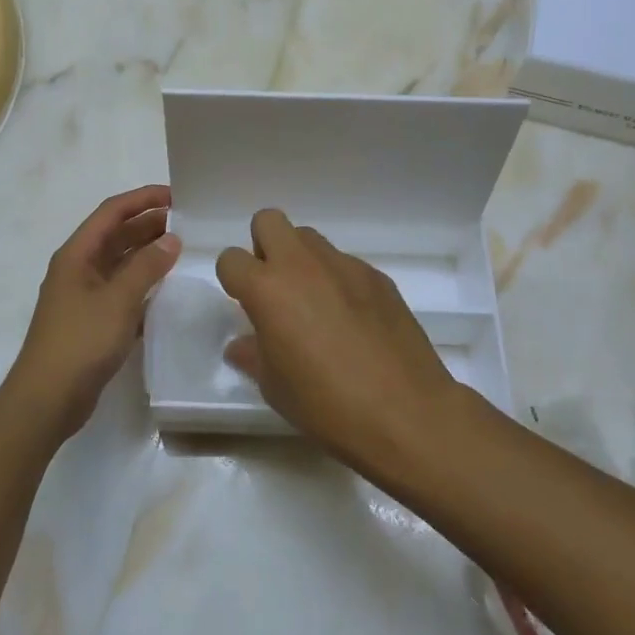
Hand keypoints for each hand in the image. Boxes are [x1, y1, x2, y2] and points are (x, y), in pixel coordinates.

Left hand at [6, 185, 180, 441]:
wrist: (47, 400)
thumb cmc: (80, 342)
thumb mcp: (118, 300)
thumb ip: (147, 267)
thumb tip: (172, 239)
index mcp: (77, 254)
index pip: (111, 212)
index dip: (142, 199)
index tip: (176, 196)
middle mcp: (79, 269)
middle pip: (116, 236)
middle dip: (148, 225)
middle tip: (187, 224)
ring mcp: (84, 296)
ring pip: (120, 264)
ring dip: (147, 255)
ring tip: (183, 251)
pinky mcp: (92, 322)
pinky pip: (122, 292)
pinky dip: (143, 286)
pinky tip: (167, 290)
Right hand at [216, 209, 461, 468]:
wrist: (404, 412)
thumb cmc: (326, 405)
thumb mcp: (274, 387)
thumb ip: (253, 354)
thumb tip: (242, 343)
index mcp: (268, 289)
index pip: (230, 259)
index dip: (233, 281)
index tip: (246, 306)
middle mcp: (302, 265)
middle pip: (269, 221)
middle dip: (264, 248)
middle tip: (276, 290)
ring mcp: (344, 265)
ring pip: (309, 238)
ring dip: (302, 261)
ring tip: (315, 304)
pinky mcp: (377, 276)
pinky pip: (345, 263)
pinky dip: (338, 281)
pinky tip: (353, 320)